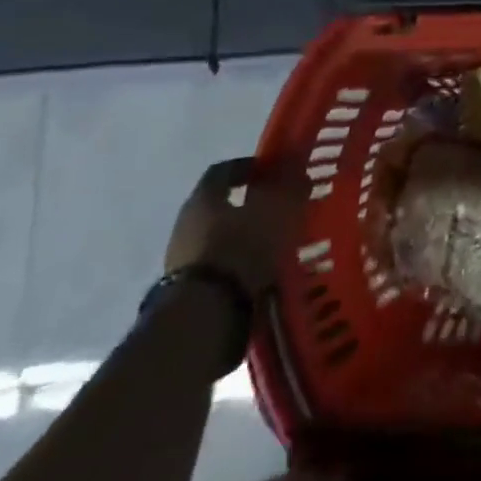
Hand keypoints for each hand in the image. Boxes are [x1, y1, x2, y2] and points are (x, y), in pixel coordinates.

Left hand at [165, 157, 288, 300]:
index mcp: (204, 194)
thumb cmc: (243, 246)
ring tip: (275, 244)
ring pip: (220, 236)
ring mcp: (182, 256)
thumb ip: (291, 186)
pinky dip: (238, 264)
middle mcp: (187, 220)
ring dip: (244, 236)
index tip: (275, 172)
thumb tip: (299, 172)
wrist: (206, 313)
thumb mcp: (279, 209)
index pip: (226, 169)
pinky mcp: (186, 288)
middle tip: (280, 209)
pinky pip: (218, 266)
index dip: (252, 167)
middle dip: (250, 204)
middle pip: (221, 203)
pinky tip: (261, 271)